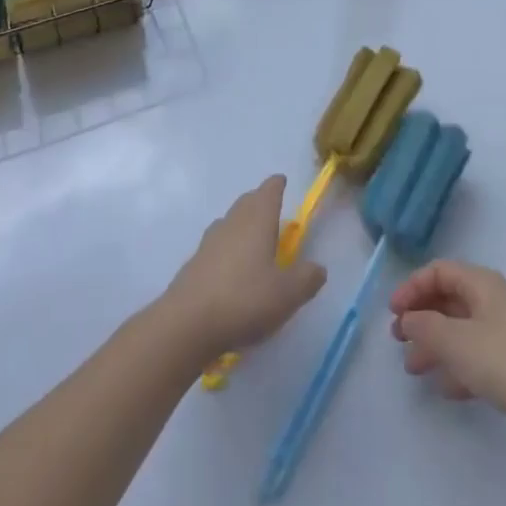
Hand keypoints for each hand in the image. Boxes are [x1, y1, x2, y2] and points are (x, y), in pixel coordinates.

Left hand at [161, 176, 326, 362]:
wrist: (187, 323)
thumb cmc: (245, 300)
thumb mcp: (287, 294)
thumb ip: (307, 279)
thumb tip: (318, 267)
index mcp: (258, 220)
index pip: (269, 191)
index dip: (277, 185)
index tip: (282, 181)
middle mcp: (233, 222)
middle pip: (247, 202)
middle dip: (260, 201)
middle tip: (272, 210)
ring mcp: (209, 241)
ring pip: (230, 221)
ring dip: (242, 224)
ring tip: (253, 238)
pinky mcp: (195, 263)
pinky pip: (217, 245)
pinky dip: (228, 248)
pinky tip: (232, 268)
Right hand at [389, 261, 505, 428]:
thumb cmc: (505, 362)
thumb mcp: (456, 342)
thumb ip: (425, 327)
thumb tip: (408, 320)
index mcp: (481, 284)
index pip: (439, 271)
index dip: (412, 287)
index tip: (393, 312)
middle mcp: (493, 301)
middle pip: (448, 300)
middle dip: (421, 318)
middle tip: (398, 340)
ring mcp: (505, 333)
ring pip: (460, 330)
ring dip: (434, 345)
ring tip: (413, 369)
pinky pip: (476, 357)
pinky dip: (457, 367)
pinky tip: (445, 389)